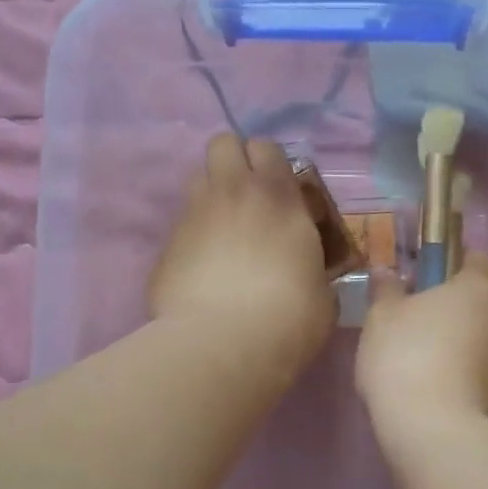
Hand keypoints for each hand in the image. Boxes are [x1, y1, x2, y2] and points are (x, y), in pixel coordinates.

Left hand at [149, 135, 335, 375]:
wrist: (225, 345)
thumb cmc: (290, 316)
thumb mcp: (322, 289)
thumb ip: (312, 265)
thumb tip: (308, 272)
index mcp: (277, 196)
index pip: (266, 146)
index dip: (270, 163)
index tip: (281, 191)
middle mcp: (231, 193)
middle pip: (222, 143)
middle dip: (233, 162)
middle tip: (248, 198)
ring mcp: (193, 216)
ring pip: (196, 179)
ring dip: (211, 195)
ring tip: (223, 231)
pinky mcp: (165, 246)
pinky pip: (181, 225)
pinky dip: (193, 238)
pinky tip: (203, 270)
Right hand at [356, 254, 487, 434]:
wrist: (433, 430)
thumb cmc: (405, 356)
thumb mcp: (381, 316)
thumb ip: (387, 289)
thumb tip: (388, 272)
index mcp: (480, 288)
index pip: (475, 259)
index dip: (450, 263)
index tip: (422, 277)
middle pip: (481, 301)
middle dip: (454, 307)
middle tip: (416, 321)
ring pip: (484, 338)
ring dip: (462, 342)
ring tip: (424, 361)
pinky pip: (483, 371)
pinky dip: (465, 372)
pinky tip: (435, 387)